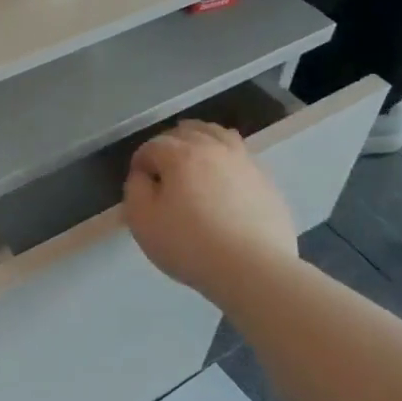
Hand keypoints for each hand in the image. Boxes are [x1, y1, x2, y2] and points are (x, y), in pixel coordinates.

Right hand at [123, 120, 296, 296]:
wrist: (253, 269)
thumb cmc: (190, 245)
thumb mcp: (143, 222)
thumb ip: (135, 190)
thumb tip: (143, 176)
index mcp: (181, 154)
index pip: (153, 146)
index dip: (140, 161)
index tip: (138, 182)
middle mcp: (214, 148)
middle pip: (187, 132)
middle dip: (169, 144)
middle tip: (162, 167)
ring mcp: (245, 162)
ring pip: (219, 135)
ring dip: (201, 139)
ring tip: (195, 156)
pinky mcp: (266, 180)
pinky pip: (242, 156)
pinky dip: (227, 157)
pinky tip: (225, 177)